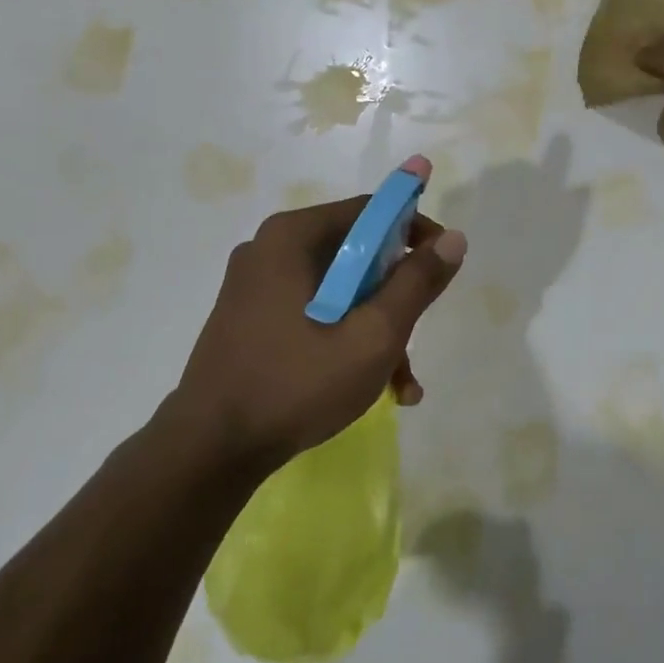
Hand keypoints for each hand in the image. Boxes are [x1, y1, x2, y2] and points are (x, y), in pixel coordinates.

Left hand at [174, 157, 466, 471]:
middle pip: (357, 253)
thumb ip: (416, 283)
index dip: (416, 230)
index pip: (370, 210)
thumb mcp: (373, 335)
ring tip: (402, 382)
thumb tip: (454, 239)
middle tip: (418, 333)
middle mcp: (271, 249)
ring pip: (339, 290)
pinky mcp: (252, 319)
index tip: (444, 265)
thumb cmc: (296, 384)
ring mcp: (257, 286)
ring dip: (376, 327)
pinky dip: (345, 338)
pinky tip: (374, 387)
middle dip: (396, 295)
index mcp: (292, 236)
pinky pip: (314, 312)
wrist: (209, 451)